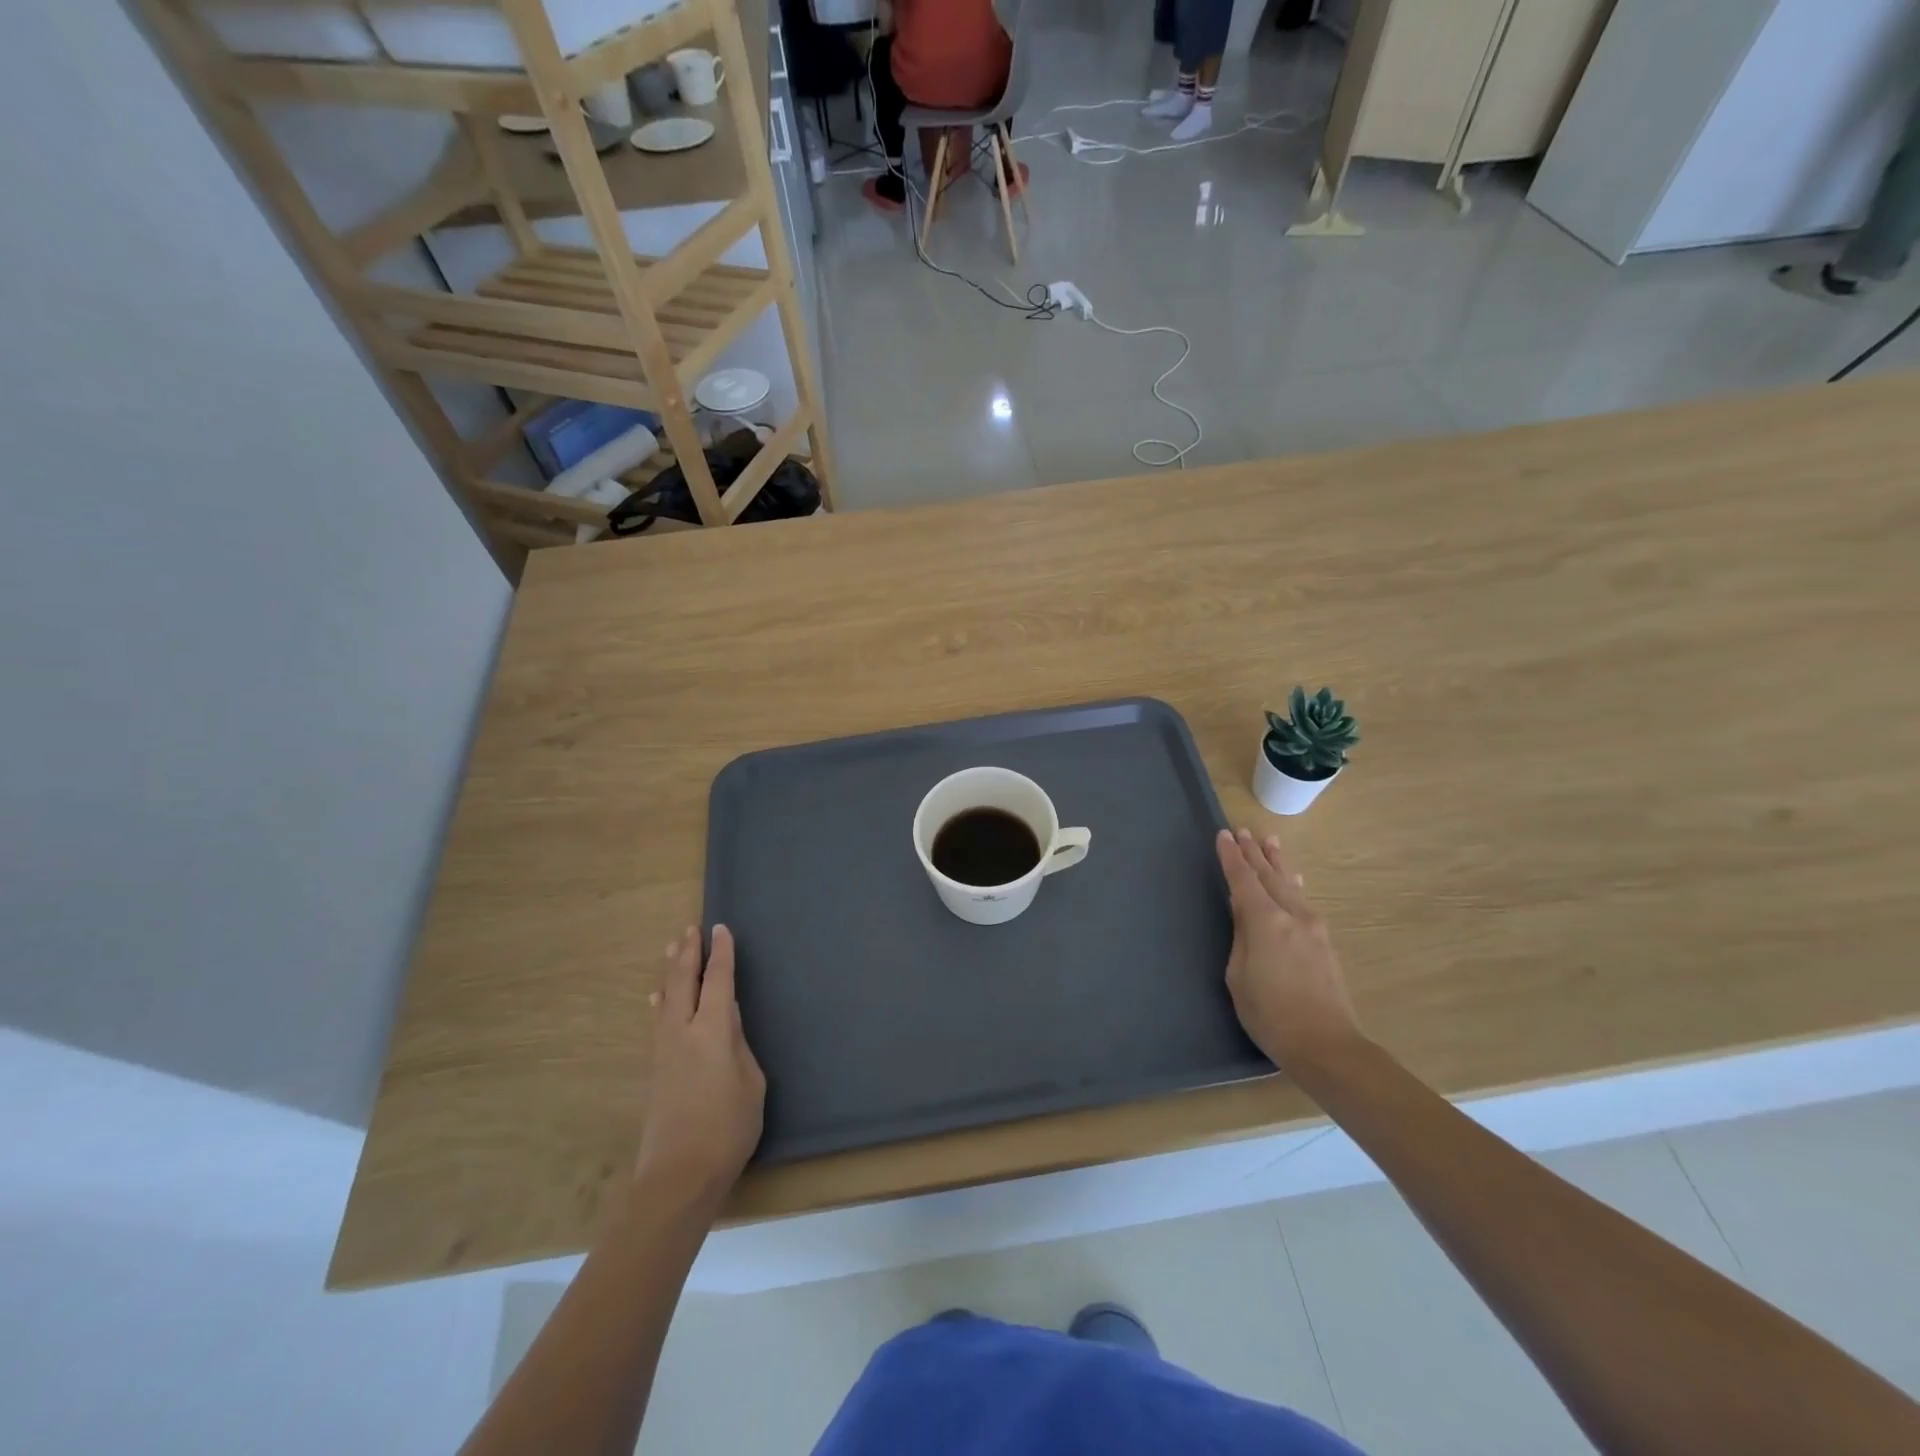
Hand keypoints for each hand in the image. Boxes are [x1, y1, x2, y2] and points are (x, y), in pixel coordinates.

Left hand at [636, 925, 764, 1205]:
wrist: (678, 1176)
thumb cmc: (727, 1128)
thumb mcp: (751, 1083)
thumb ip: (739, 1045)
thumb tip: (727, 1017)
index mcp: (712, 1030)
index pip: (717, 980)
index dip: (721, 954)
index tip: (721, 929)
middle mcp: (683, 1031)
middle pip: (683, 982)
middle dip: (688, 953)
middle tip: (690, 929)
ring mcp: (664, 1051)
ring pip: (666, 998)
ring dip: (671, 971)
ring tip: (671, 949)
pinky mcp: (656, 1070)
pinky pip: (657, 1020)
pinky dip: (660, 1001)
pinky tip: (656, 998)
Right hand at [1215, 828, 1360, 1071]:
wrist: (1326, 1045)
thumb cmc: (1270, 1014)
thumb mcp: (1239, 975)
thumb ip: (1241, 937)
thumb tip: (1243, 912)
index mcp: (1265, 921)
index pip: (1243, 880)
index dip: (1231, 857)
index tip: (1223, 835)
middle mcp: (1291, 915)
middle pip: (1269, 876)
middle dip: (1254, 853)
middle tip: (1244, 831)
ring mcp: (1312, 927)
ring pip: (1289, 884)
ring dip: (1276, 862)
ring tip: (1270, 841)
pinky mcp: (1323, 942)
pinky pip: (1302, 899)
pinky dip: (1291, 882)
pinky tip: (1293, 879)